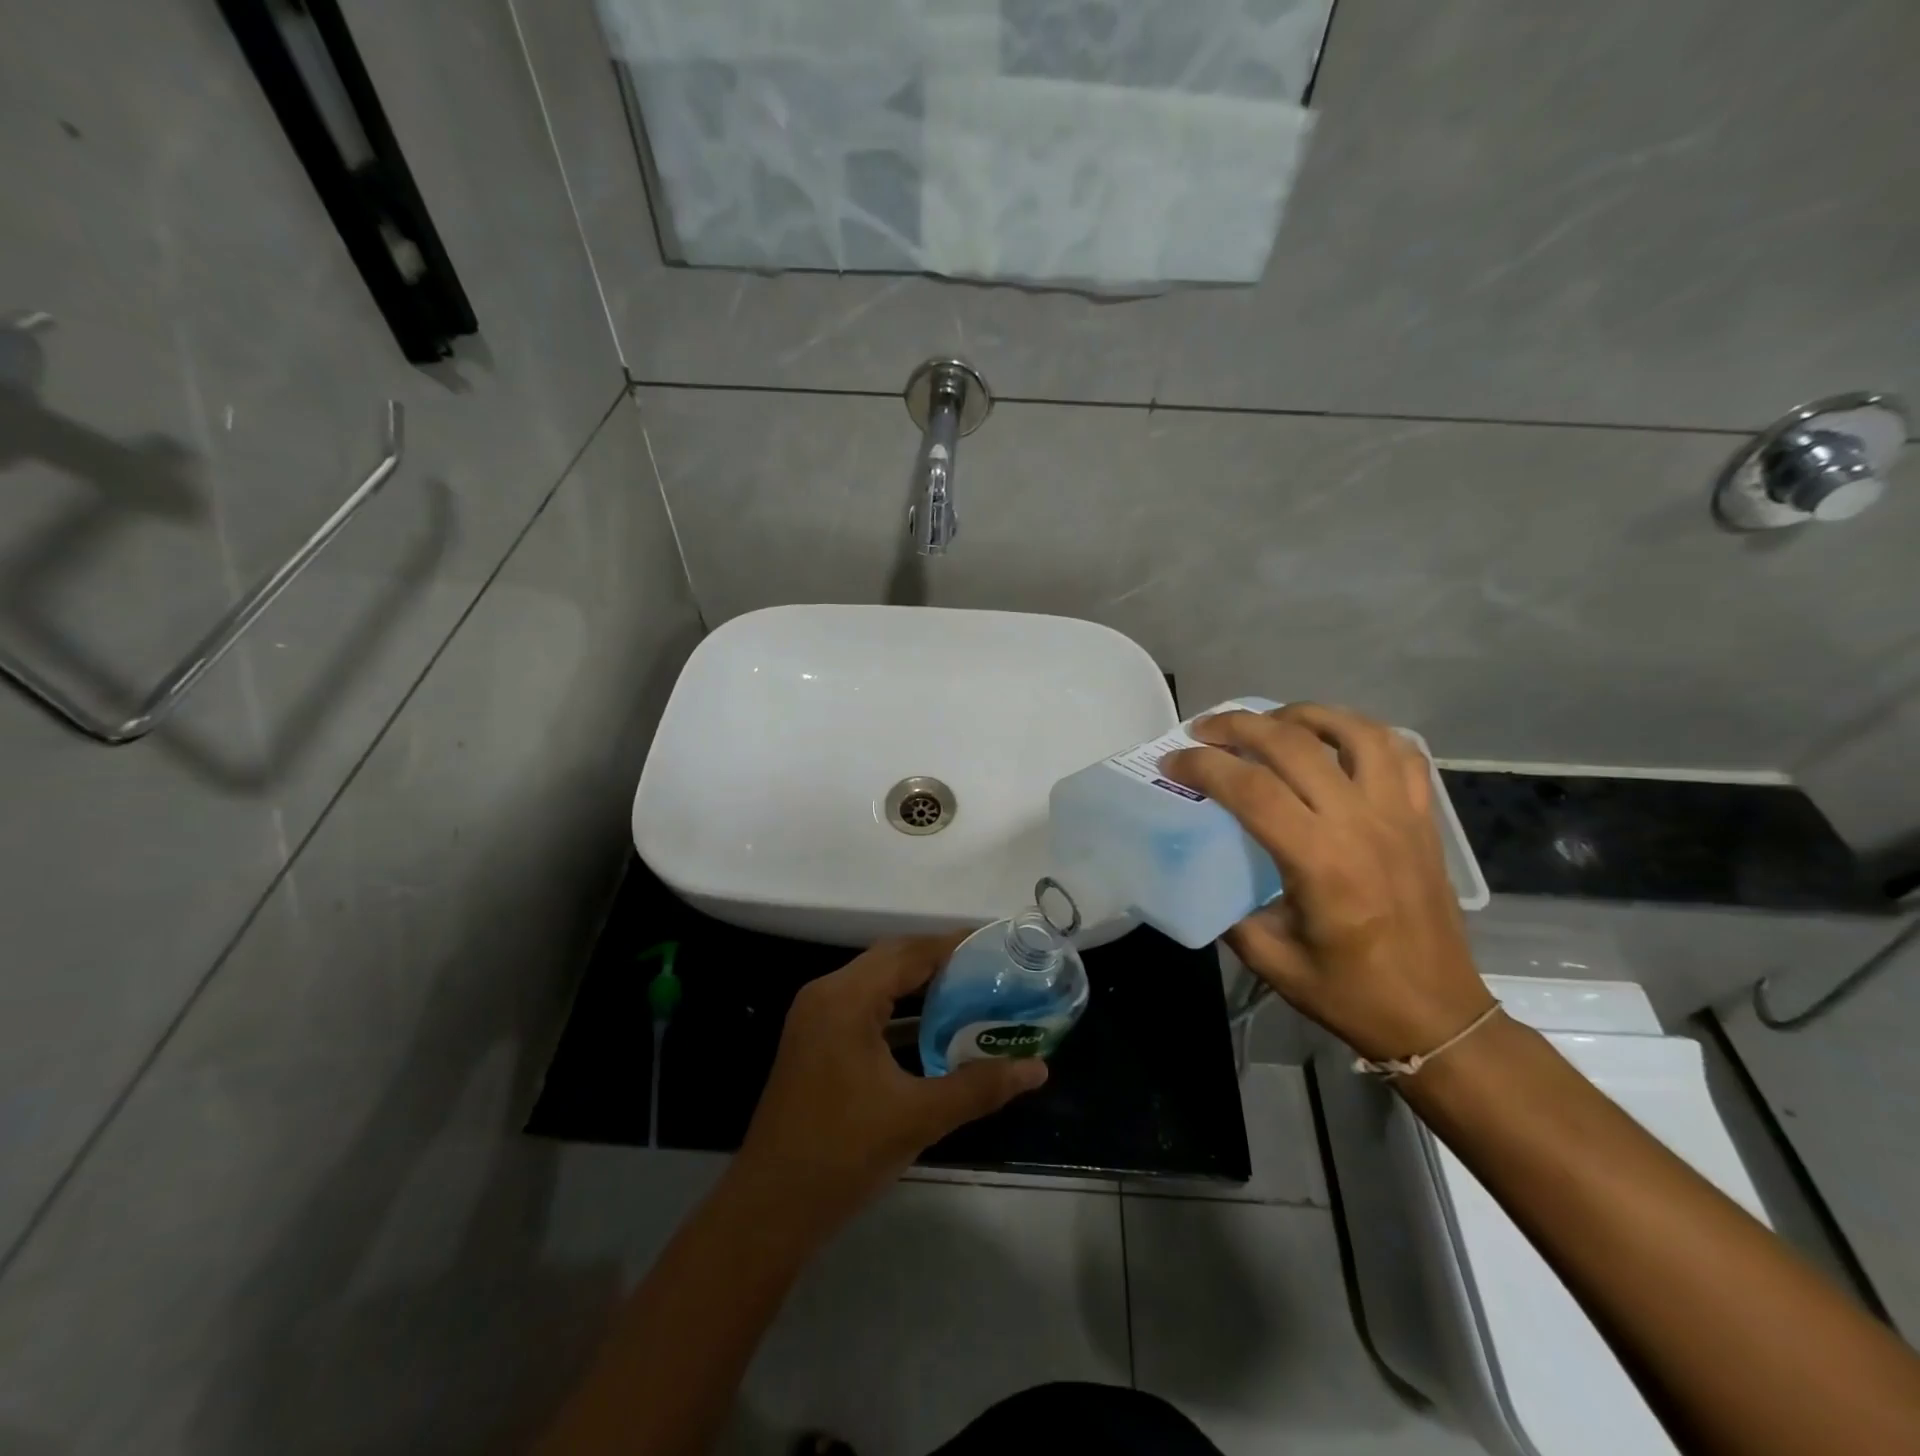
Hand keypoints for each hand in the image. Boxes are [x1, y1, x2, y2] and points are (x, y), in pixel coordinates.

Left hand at [735, 935, 1047, 1235]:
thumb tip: (1037, 1068)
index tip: (995, 946)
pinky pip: (863, 1006)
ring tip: (969, 991)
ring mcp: (815, 1018)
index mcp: (846, 998)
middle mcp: (826, 994)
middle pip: (891, 959)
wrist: (770, 1209)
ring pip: (875, 982)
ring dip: (918, 984)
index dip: (953, 946)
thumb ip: (979, 1087)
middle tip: (989, 969)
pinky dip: (897, 1008)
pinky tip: (930, 1027)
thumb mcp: (918, 1117)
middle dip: (939, 961)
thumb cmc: (843, 1153)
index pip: (908, 953)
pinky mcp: (814, 1041)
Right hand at [1162, 703, 1491, 1062]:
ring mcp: (1399, 814)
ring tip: (1268, 722)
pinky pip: (1399, 752)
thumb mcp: (1270, 959)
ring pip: (1352, 731)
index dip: (1203, 765)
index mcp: (1320, 861)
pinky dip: (1361, 733)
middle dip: (1238, 725)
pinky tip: (1334, 741)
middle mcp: (1361, 824)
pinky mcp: (1424, 819)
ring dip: (1302, 714)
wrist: (1439, 1017)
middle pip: (1293, 743)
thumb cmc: (1351, 994)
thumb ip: (1230, 910)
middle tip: (1203, 730)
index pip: (1251, 788)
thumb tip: (1204, 872)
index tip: (1171, 762)